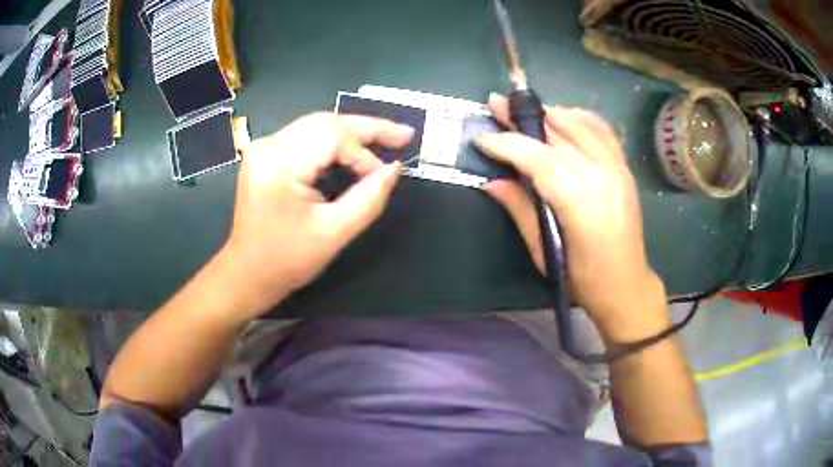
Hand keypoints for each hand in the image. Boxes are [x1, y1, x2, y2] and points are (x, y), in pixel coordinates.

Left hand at [221, 112, 413, 315]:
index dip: (364, 152)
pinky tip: (354, 148)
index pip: (332, 137)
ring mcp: (264, 148)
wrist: (247, 273)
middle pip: (325, 122)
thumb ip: (369, 198)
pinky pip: (307, 137)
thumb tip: (395, 168)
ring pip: (318, 125)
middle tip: (404, 135)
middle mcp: (268, 146)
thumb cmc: (287, 260)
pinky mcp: (267, 155)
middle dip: (367, 128)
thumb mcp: (334, 233)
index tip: (385, 175)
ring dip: (353, 132)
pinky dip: (334, 141)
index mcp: (279, 164)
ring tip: (386, 139)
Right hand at [476, 94, 666, 338]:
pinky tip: (564, 114)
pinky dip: (581, 117)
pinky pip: (602, 130)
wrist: (625, 283)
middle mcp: (599, 174)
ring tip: (525, 109)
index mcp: (578, 200)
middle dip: (523, 118)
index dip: (507, 144)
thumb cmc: (581, 278)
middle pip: (557, 134)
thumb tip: (492, 182)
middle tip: (497, 103)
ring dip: (549, 113)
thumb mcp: (544, 250)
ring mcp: (615, 167)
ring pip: (579, 125)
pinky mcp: (623, 168)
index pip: (537, 158)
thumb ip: (520, 209)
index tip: (482, 137)